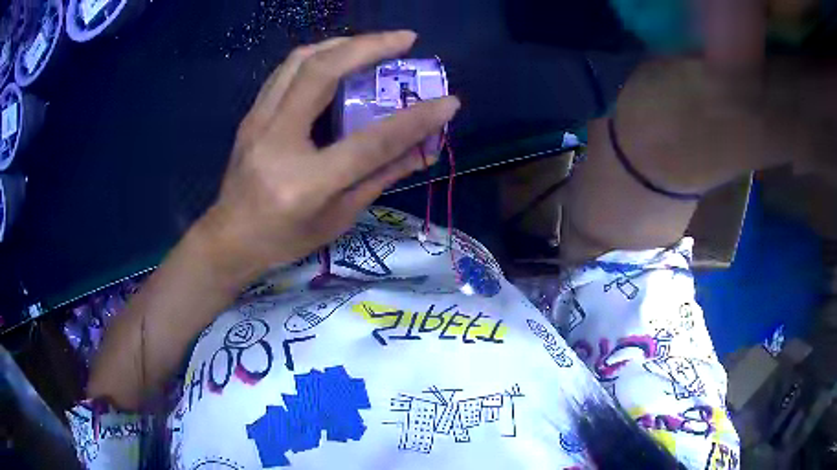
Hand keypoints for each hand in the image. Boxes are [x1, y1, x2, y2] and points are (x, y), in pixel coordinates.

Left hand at [194, 31, 459, 281]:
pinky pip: (286, 70)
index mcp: (305, 183)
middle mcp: (277, 142)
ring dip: (342, 43)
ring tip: (374, 43)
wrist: (229, 239)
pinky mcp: (251, 115)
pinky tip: (337, 58)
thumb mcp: (339, 218)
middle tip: (405, 39)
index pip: (369, 143)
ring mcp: (257, 123)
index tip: (448, 100)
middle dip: (369, 46)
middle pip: (321, 73)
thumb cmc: (284, 239)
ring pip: (299, 61)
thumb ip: (381, 177)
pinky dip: (317, 55)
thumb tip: (424, 149)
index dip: (414, 119)